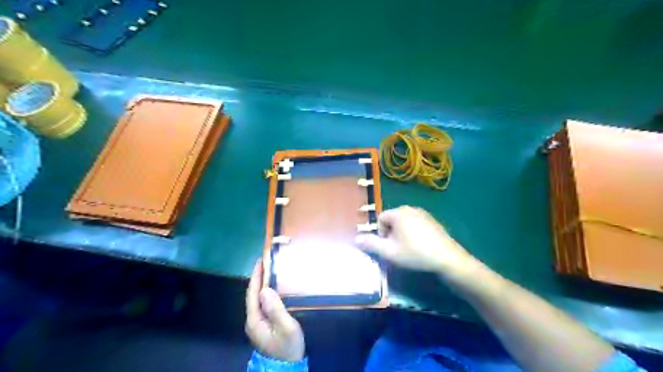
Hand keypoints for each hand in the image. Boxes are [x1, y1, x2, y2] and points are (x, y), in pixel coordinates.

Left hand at [246, 260, 305, 361]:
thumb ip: (276, 309)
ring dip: (262, 284)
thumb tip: (265, 289)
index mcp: (255, 319)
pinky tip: (273, 288)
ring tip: (270, 270)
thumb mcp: (286, 328)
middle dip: (258, 277)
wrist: (286, 368)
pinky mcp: (264, 325)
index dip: (256, 276)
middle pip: (253, 294)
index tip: (261, 260)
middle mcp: (253, 320)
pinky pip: (263, 303)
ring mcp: (257, 323)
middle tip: (267, 261)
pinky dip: (266, 292)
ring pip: (257, 299)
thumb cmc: (288, 347)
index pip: (253, 293)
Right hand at [358, 207, 481, 281]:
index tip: (389, 247)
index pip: (381, 218)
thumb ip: (371, 244)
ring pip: (404, 222)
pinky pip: (415, 223)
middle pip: (392, 219)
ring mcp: (423, 213)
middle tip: (398, 248)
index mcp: (399, 213)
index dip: (381, 233)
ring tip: (409, 248)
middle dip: (391, 233)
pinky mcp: (432, 220)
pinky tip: (420, 245)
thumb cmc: (415, 253)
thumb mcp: (390, 252)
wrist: (447, 258)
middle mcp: (410, 208)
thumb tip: (356, 239)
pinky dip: (413, 232)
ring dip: (402, 233)